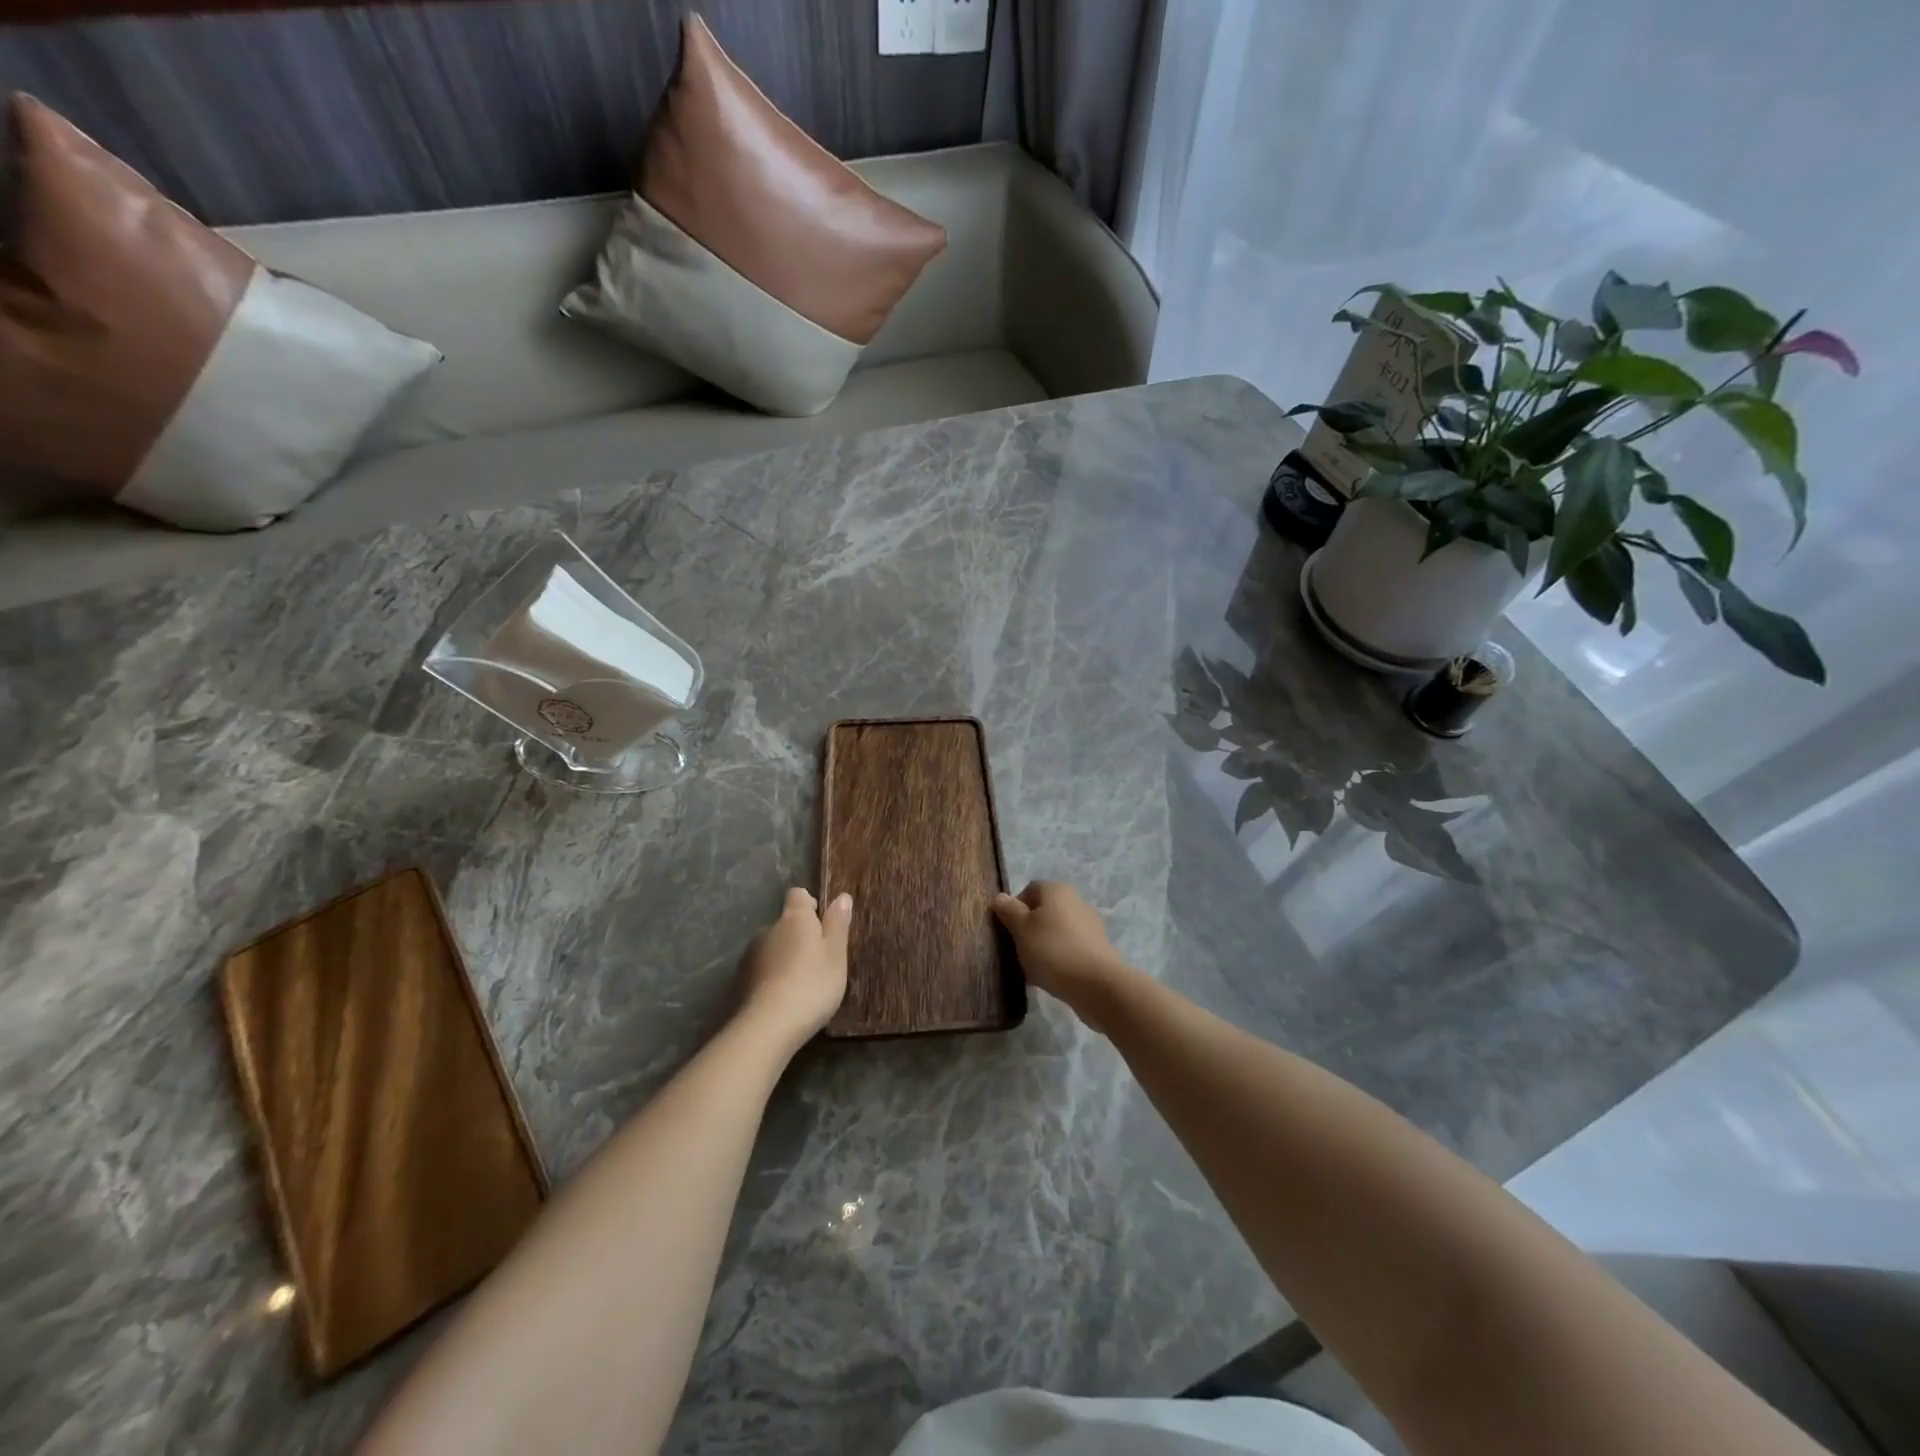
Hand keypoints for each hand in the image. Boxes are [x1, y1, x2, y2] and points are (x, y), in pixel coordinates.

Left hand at [735, 887, 851, 1052]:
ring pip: (772, 949)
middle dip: (799, 937)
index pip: (798, 895)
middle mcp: (767, 930)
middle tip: (819, 962)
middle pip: (785, 924)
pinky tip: (783, 1001)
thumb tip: (842, 896)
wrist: (767, 1027)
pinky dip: (771, 979)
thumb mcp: (836, 955)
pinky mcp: (739, 982)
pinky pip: (761, 972)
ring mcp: (750, 956)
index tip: (823, 925)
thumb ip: (838, 924)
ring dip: (784, 959)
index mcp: (794, 918)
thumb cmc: (811, 985)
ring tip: (801, 986)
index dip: (811, 905)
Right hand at [992, 881, 1134, 1027]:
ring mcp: (1089, 925)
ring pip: (1056, 931)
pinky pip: (1069, 948)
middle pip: (1043, 911)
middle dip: (1028, 929)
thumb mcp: (1021, 929)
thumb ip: (1009, 911)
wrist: (1097, 984)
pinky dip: (1059, 958)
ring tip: (1033, 968)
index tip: (1006, 930)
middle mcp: (1075, 901)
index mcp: (1056, 890)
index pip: (1029, 890)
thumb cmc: (1052, 950)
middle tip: (1017, 950)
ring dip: (1043, 945)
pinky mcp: (1097, 948)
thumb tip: (999, 897)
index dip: (1014, 908)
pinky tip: (1051, 976)